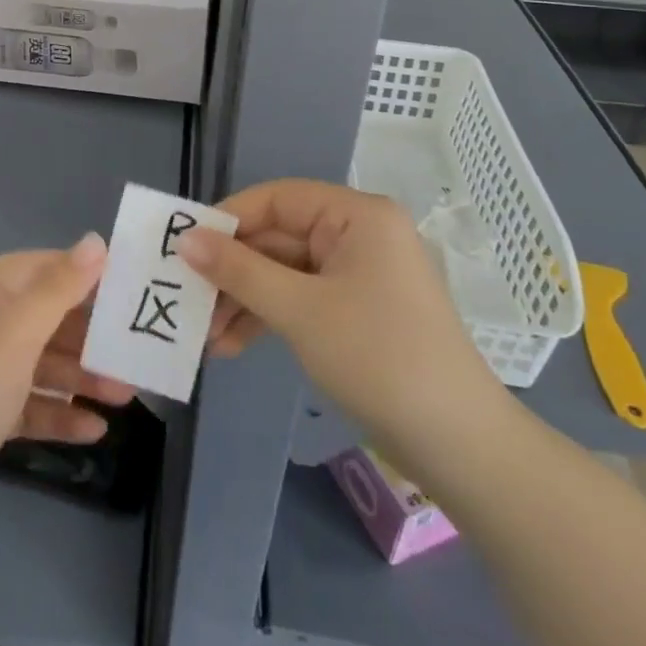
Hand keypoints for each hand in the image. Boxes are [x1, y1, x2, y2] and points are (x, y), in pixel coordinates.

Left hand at [0, 235, 131, 570]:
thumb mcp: (10, 342)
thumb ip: (56, 292)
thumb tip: (95, 241)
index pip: (34, 269)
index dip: (79, 273)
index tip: (128, 286)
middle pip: (38, 318)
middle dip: (86, 334)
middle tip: (134, 348)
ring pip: (35, 364)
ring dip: (78, 377)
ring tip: (126, 394)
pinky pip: (24, 406)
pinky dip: (56, 414)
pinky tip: (94, 430)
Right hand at [176, 179, 510, 475]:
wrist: (460, 446)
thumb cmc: (379, 358)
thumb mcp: (299, 311)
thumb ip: (238, 270)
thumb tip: (184, 240)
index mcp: (356, 216)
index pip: (278, 199)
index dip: (228, 219)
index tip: (184, 245)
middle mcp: (358, 234)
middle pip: (278, 238)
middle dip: (232, 272)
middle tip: (187, 297)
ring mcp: (359, 274)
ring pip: (285, 272)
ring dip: (245, 300)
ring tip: (205, 334)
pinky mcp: (356, 310)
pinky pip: (302, 298)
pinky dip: (269, 317)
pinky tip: (232, 345)